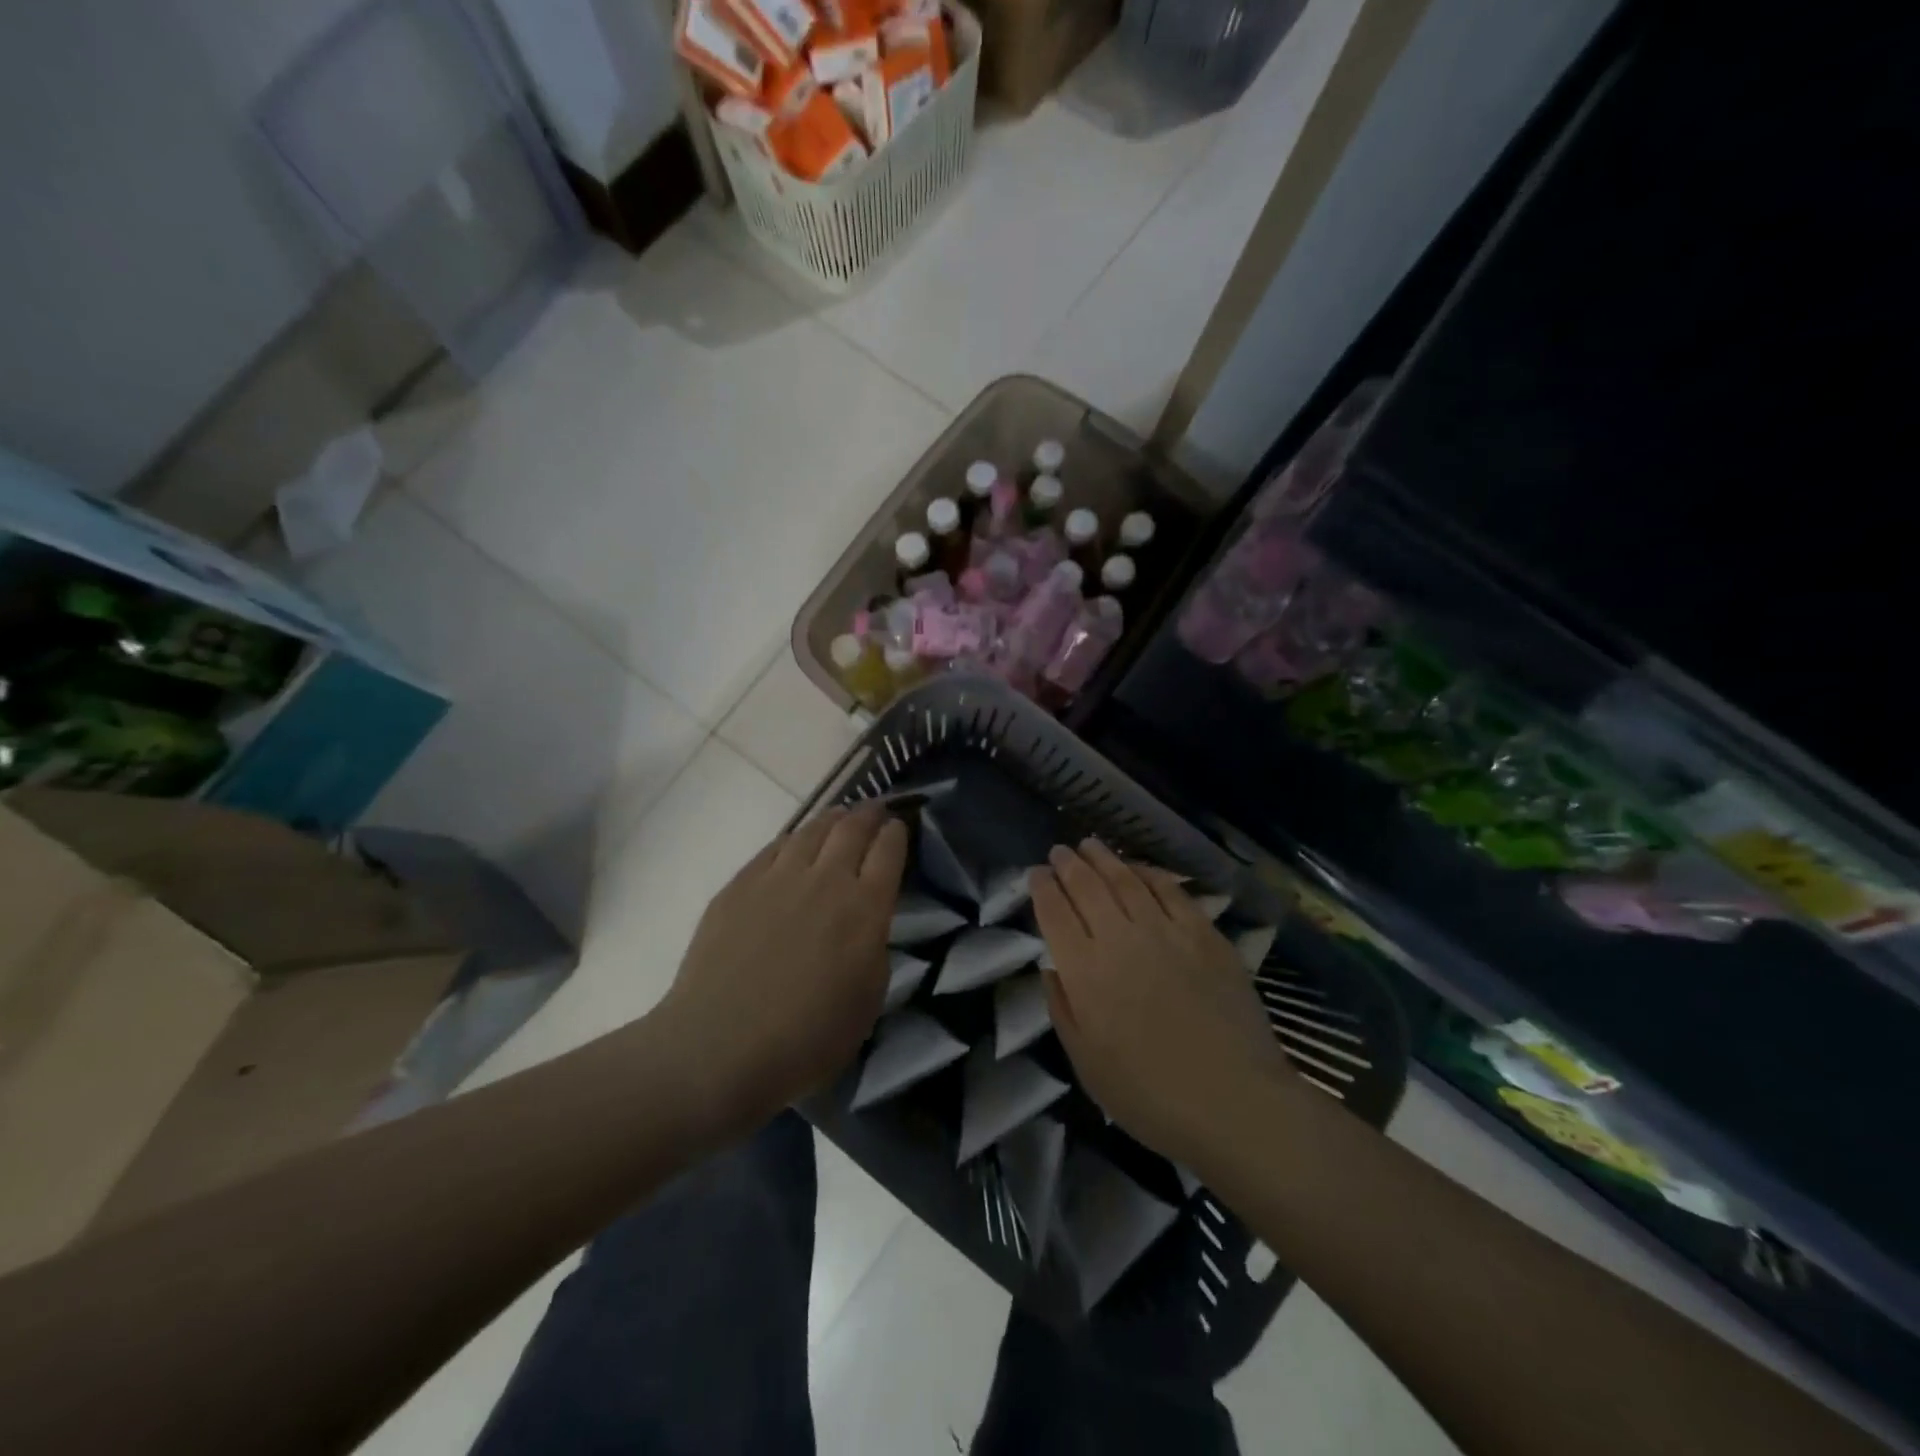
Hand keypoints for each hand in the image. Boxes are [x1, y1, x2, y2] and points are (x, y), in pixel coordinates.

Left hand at [658, 803, 907, 1130]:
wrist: (719, 1048)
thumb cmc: (806, 1040)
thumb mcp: (867, 1001)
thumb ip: (874, 949)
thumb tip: (866, 923)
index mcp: (864, 909)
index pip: (888, 852)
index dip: (896, 834)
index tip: (899, 827)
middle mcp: (825, 881)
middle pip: (852, 829)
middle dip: (869, 814)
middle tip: (875, 810)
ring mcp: (778, 878)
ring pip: (812, 830)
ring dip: (832, 819)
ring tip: (839, 816)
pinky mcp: (740, 885)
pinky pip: (774, 847)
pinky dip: (793, 838)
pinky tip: (794, 843)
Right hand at [1033, 840, 1296, 1163]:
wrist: (1233, 1100)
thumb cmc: (1150, 1095)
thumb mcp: (1086, 1064)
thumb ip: (1063, 1009)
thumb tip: (1053, 967)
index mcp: (1085, 972)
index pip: (1054, 913)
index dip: (1042, 888)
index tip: (1035, 873)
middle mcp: (1119, 939)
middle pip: (1087, 887)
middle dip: (1069, 864)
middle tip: (1059, 851)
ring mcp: (1165, 931)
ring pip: (1127, 880)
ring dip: (1105, 858)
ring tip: (1091, 845)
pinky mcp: (1204, 934)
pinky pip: (1171, 891)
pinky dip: (1150, 873)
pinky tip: (1140, 868)